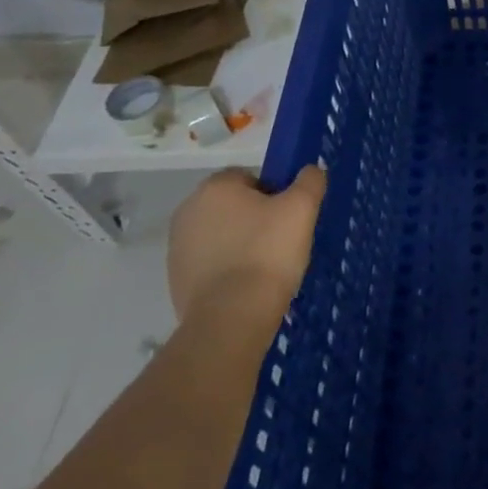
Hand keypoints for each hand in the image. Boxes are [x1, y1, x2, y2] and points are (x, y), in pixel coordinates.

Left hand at [167, 165, 325, 323]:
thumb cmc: (268, 252)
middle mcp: (188, 211)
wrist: (232, 317)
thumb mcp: (302, 208)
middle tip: (281, 239)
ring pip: (221, 234)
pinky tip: (247, 285)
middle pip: (232, 206)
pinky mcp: (176, 280)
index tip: (288, 216)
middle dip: (255, 218)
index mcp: (214, 188)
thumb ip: (310, 181)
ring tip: (266, 266)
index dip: (273, 193)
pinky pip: (211, 263)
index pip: (249, 177)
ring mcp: (178, 248)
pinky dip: (227, 269)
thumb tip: (311, 171)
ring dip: (240, 243)